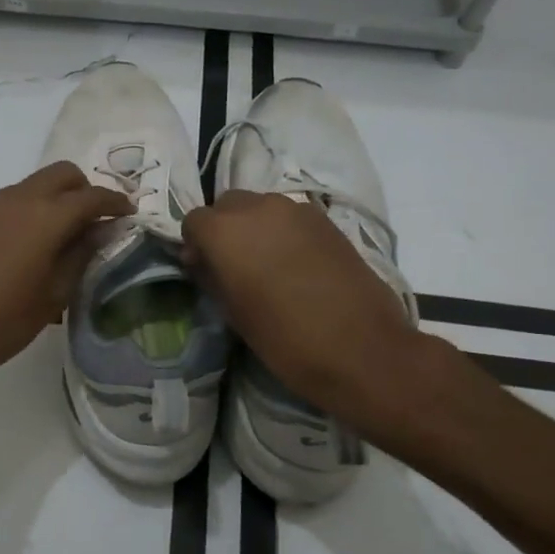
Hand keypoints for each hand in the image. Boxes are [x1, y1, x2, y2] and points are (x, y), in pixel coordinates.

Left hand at [0, 162, 131, 394]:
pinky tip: (35, 242)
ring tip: (67, 233)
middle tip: (97, 221)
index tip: (130, 214)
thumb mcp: (54, 294)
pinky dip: (34, 207)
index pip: (91, 196)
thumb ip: (81, 255)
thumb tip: (102, 231)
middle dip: (85, 190)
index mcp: (45, 217)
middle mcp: (19, 199)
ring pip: (36, 183)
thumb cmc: (4, 321)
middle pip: (63, 174)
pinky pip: (15, 198)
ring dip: (58, 197)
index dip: (115, 203)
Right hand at [182, 190, 426, 428]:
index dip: (196, 245)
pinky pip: (291, 217)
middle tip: (233, 265)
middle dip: (224, 229)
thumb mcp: (233, 313)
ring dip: (255, 228)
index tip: (204, 270)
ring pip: (261, 207)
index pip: (194, 221)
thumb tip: (204, 262)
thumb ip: (212, 277)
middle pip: (227, 206)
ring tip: (267, 264)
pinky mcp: (326, 220)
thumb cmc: (284, 338)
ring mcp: (295, 209)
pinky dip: (284, 232)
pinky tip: (296, 264)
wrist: (360, 348)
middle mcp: (257, 208)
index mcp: (225, 231)